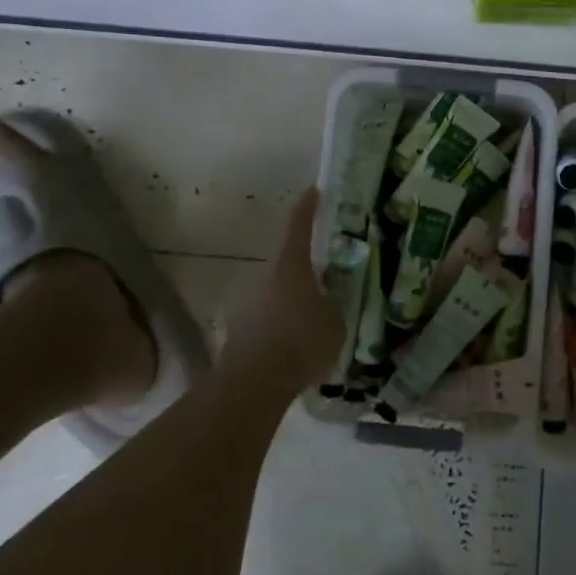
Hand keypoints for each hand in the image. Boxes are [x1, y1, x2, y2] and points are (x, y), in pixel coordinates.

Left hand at [223, 189, 342, 390]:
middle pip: (287, 260)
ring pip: (277, 290)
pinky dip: (283, 322)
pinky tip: (298, 343)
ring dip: (294, 298)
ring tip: (316, 315)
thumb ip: (333, 306)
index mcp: (291, 265)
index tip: (314, 192)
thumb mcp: (335, 322)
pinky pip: (268, 317)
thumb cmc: (301, 341)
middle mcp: (265, 276)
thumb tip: (329, 304)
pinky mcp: (240, 329)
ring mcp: (248, 302)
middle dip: (306, 265)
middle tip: (328, 272)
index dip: (308, 207)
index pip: (298, 225)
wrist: (253, 383)